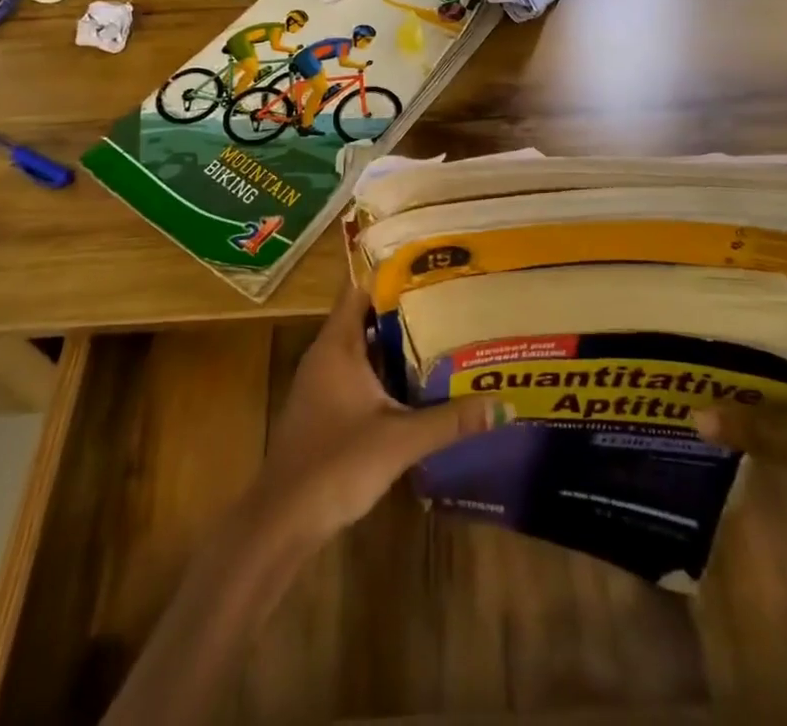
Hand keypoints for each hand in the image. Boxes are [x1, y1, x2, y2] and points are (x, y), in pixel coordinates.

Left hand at [250, 283, 509, 544]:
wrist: (282, 521)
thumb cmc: (337, 464)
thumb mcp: (400, 440)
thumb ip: (451, 420)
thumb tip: (504, 405)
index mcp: (337, 345)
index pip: (361, 289)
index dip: (392, 273)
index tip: (430, 265)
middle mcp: (327, 355)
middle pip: (367, 317)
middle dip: (405, 308)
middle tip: (449, 299)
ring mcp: (323, 383)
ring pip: (365, 348)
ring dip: (397, 343)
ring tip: (443, 332)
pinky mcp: (325, 409)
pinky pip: (359, 374)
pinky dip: (385, 371)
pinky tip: (417, 381)